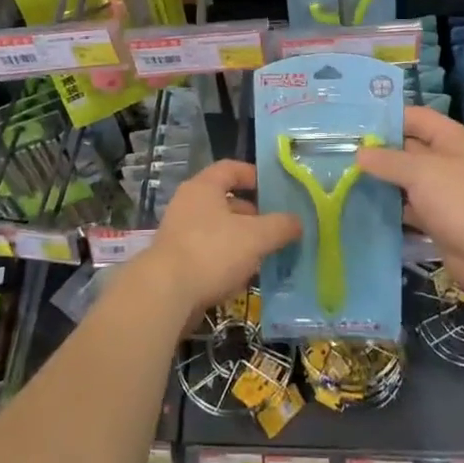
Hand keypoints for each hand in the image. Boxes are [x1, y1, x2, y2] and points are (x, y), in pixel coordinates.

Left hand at [141, 159, 302, 313]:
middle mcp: (188, 203)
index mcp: (204, 187)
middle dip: (252, 214)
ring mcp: (179, 232)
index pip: (231, 168)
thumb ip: (280, 226)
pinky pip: (207, 252)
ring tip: (264, 254)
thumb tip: (298, 221)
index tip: (274, 189)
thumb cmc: (212, 252)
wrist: (165, 293)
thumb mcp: (256, 236)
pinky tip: (242, 276)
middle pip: (225, 200)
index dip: (253, 175)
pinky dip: (226, 260)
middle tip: (275, 227)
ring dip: (240, 239)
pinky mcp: (175, 260)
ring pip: (218, 229)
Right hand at [357, 106, 463, 298]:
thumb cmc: (461, 201)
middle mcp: (448, 161)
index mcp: (452, 139)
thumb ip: (388, 160)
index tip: (354, 124)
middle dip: (378, 151)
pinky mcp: (438, 218)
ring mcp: (444, 191)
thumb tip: (359, 153)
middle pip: (408, 148)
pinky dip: (390, 206)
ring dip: (382, 180)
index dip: (387, 118)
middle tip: (340, 152)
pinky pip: (409, 206)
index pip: (415, 117)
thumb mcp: (422, 172)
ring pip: (406, 179)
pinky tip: (362, 206)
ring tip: (343, 178)